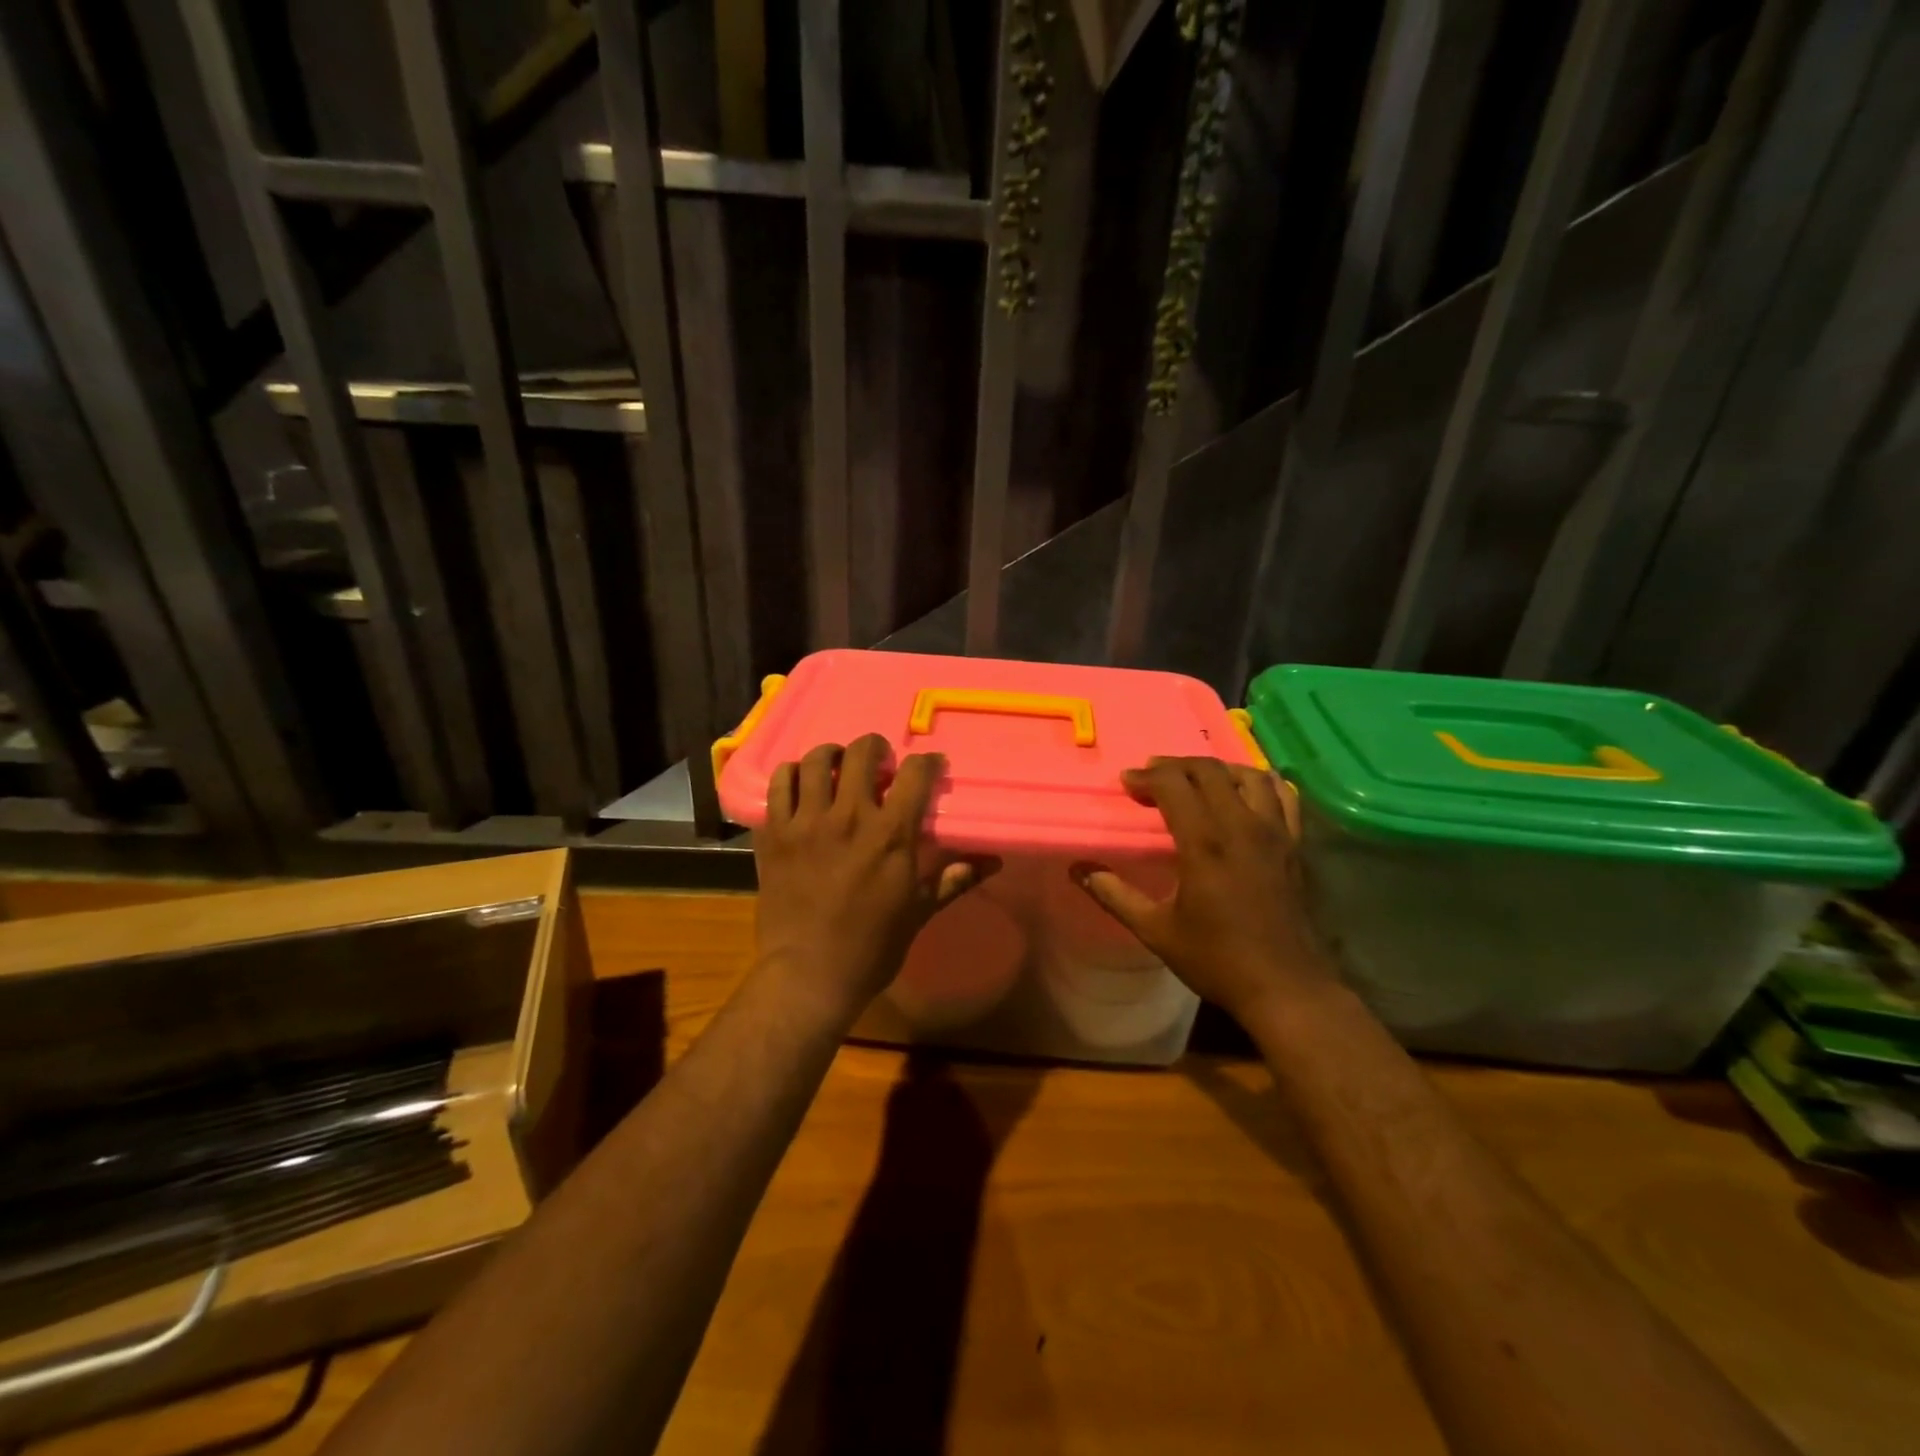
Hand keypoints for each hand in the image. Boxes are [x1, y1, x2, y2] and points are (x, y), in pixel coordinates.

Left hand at [753, 734, 989, 1027]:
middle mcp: (848, 817)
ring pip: (815, 760)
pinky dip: (790, 775)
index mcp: (891, 834)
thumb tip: (994, 861)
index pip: (915, 774)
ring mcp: (806, 822)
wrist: (809, 975)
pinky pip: (778, 784)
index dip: (926, 762)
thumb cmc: (872, 947)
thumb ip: (955, 878)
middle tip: (878, 762)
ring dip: (831, 755)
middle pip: (861, 753)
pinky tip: (799, 783)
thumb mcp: (920, 911)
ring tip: (836, 766)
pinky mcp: (774, 834)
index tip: (929, 765)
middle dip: (875, 748)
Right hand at [1075, 757, 1336, 1022]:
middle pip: (1208, 771)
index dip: (1146, 776)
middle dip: (1175, 766)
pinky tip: (1246, 792)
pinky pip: (1285, 795)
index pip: (1173, 785)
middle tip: (1152, 777)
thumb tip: (1078, 869)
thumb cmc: (1217, 959)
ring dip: (1217, 769)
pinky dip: (1262, 782)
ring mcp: (1275, 832)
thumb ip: (1114, 895)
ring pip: (1248, 775)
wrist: (1286, 988)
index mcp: (1205, 843)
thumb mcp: (1156, 931)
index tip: (1127, 783)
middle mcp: (1241, 826)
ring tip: (1196, 780)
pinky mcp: (1295, 845)